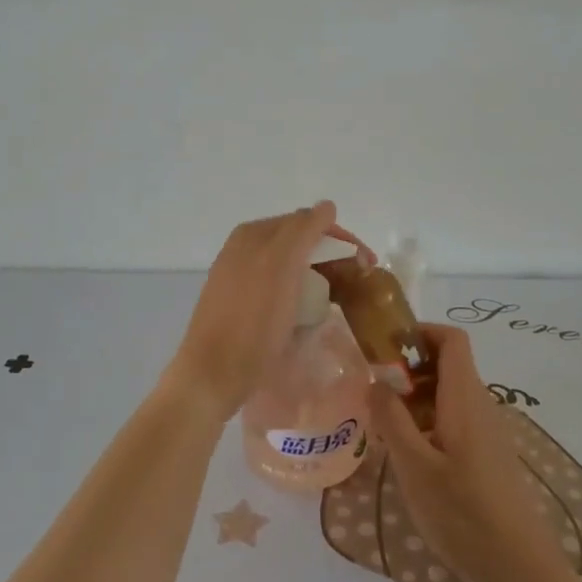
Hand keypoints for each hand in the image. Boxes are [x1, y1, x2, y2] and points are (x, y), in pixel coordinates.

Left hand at [162, 203, 366, 423]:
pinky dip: (301, 291)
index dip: (341, 239)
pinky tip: (310, 310)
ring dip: (319, 274)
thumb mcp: (280, 267)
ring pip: (290, 265)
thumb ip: (303, 230)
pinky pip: (279, 286)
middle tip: (360, 282)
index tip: (368, 265)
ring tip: (342, 296)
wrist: (213, 375)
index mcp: (253, 234)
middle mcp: (243, 249)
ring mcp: (239, 276)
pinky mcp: (239, 304)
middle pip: (299, 242)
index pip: (307, 222)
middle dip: (332, 256)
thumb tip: (327, 206)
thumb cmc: (251, 322)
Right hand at [369, 324, 570, 581]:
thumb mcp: (414, 467)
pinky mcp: (488, 456)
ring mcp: (487, 432)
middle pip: (447, 365)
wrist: (520, 571)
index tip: (385, 348)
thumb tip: (375, 381)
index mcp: (465, 398)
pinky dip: (428, 423)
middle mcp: (481, 405)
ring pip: (448, 395)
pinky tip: (409, 457)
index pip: (452, 339)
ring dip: (415, 400)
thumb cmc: (464, 514)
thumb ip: (391, 419)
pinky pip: (455, 420)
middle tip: (374, 394)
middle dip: (408, 370)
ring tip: (384, 429)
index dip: (420, 332)